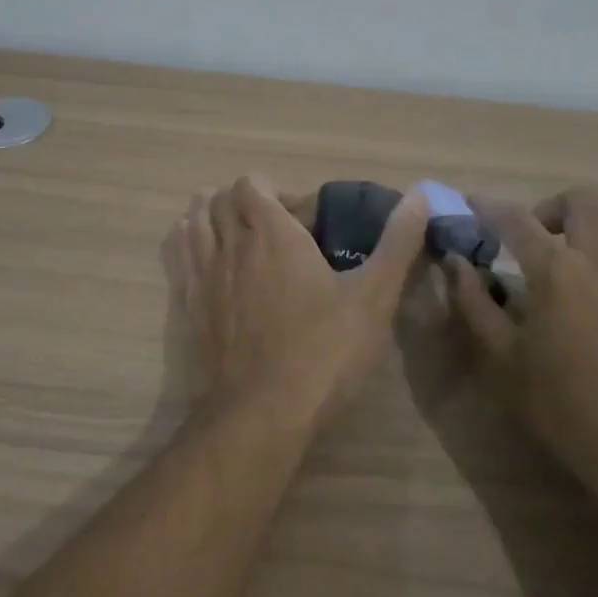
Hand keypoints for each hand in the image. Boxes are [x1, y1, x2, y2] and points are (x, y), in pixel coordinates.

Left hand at [164, 176, 429, 436]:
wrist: (261, 413)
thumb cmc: (323, 351)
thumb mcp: (374, 297)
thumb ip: (398, 243)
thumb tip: (422, 195)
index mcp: (271, 232)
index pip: (252, 183)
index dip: (274, 191)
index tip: (301, 219)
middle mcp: (229, 243)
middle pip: (219, 199)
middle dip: (244, 203)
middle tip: (275, 231)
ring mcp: (203, 275)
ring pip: (193, 222)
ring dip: (211, 218)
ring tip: (238, 238)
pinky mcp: (188, 306)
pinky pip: (176, 257)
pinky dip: (186, 244)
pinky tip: (205, 260)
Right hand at [444, 188, 597, 530]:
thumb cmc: (570, 410)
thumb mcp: (505, 362)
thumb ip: (475, 304)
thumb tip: (457, 264)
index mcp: (557, 270)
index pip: (515, 217)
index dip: (488, 206)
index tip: (472, 205)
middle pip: (581, 202)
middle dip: (549, 209)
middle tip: (530, 242)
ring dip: (580, 240)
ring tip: (562, 286)